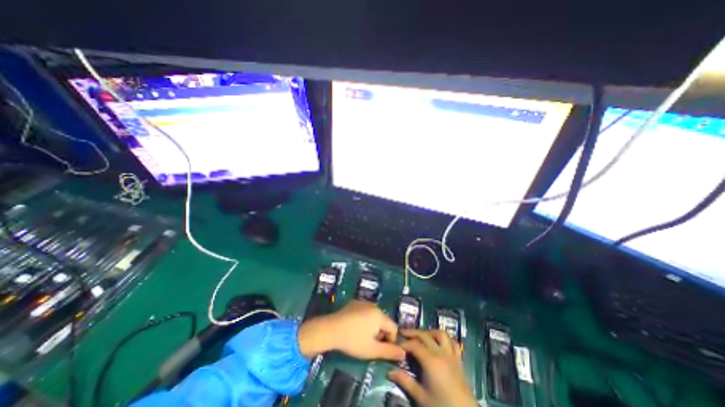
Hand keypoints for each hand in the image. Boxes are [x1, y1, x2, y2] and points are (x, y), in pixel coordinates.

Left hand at [297, 301, 405, 360]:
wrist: (331, 329)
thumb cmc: (353, 340)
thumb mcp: (372, 350)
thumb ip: (389, 351)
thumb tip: (404, 353)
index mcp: (380, 315)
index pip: (393, 327)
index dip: (390, 340)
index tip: (380, 348)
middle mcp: (374, 305)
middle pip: (384, 321)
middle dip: (380, 333)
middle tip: (369, 343)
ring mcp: (363, 302)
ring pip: (374, 316)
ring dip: (372, 326)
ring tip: (361, 336)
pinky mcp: (354, 302)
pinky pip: (365, 311)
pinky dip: (364, 319)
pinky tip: (354, 327)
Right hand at [388, 329, 480, 405]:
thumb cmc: (442, 406)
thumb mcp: (421, 397)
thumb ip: (406, 382)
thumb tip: (390, 372)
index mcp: (430, 361)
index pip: (414, 345)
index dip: (404, 343)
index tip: (396, 345)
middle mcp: (440, 353)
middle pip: (425, 335)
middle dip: (412, 332)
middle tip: (402, 332)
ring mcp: (451, 354)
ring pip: (440, 334)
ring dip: (429, 331)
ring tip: (421, 334)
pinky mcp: (459, 360)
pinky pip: (453, 342)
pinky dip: (445, 338)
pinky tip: (439, 341)